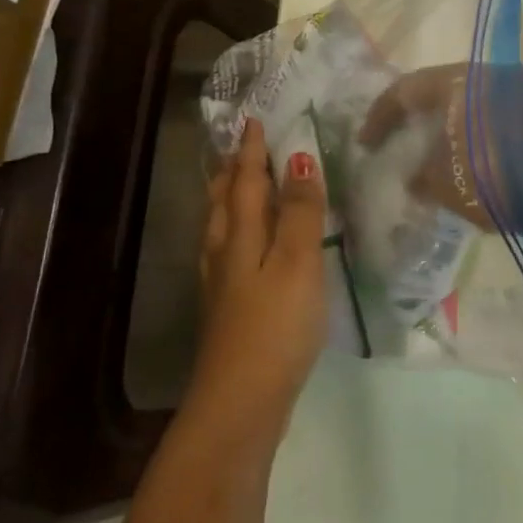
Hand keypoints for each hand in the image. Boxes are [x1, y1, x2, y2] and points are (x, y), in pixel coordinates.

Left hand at [193, 119, 327, 434]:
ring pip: (220, 229)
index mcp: (242, 237)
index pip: (247, 182)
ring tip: (235, 187)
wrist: (241, 401)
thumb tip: (299, 159)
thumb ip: (301, 213)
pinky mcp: (227, 310)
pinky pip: (226, 253)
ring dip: (228, 200)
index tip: (253, 121)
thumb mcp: (298, 264)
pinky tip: (241, 250)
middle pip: (224, 203)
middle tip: (240, 149)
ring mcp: (222, 285)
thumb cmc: (276, 326)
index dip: (252, 152)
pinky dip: (233, 234)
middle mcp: (224, 254)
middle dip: (232, 172)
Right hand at [358, 63, 522, 237]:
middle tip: (395, 140)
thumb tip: (413, 177)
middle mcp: (492, 75)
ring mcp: (521, 92)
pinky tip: (467, 158)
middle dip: (413, 116)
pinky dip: (471, 132)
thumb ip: (419, 175)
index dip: (380, 116)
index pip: (407, 88)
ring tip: (429, 154)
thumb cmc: (498, 180)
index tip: (365, 143)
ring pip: (468, 102)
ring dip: (445, 125)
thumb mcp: (446, 183)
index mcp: (461, 80)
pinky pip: (492, 116)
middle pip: (439, 90)